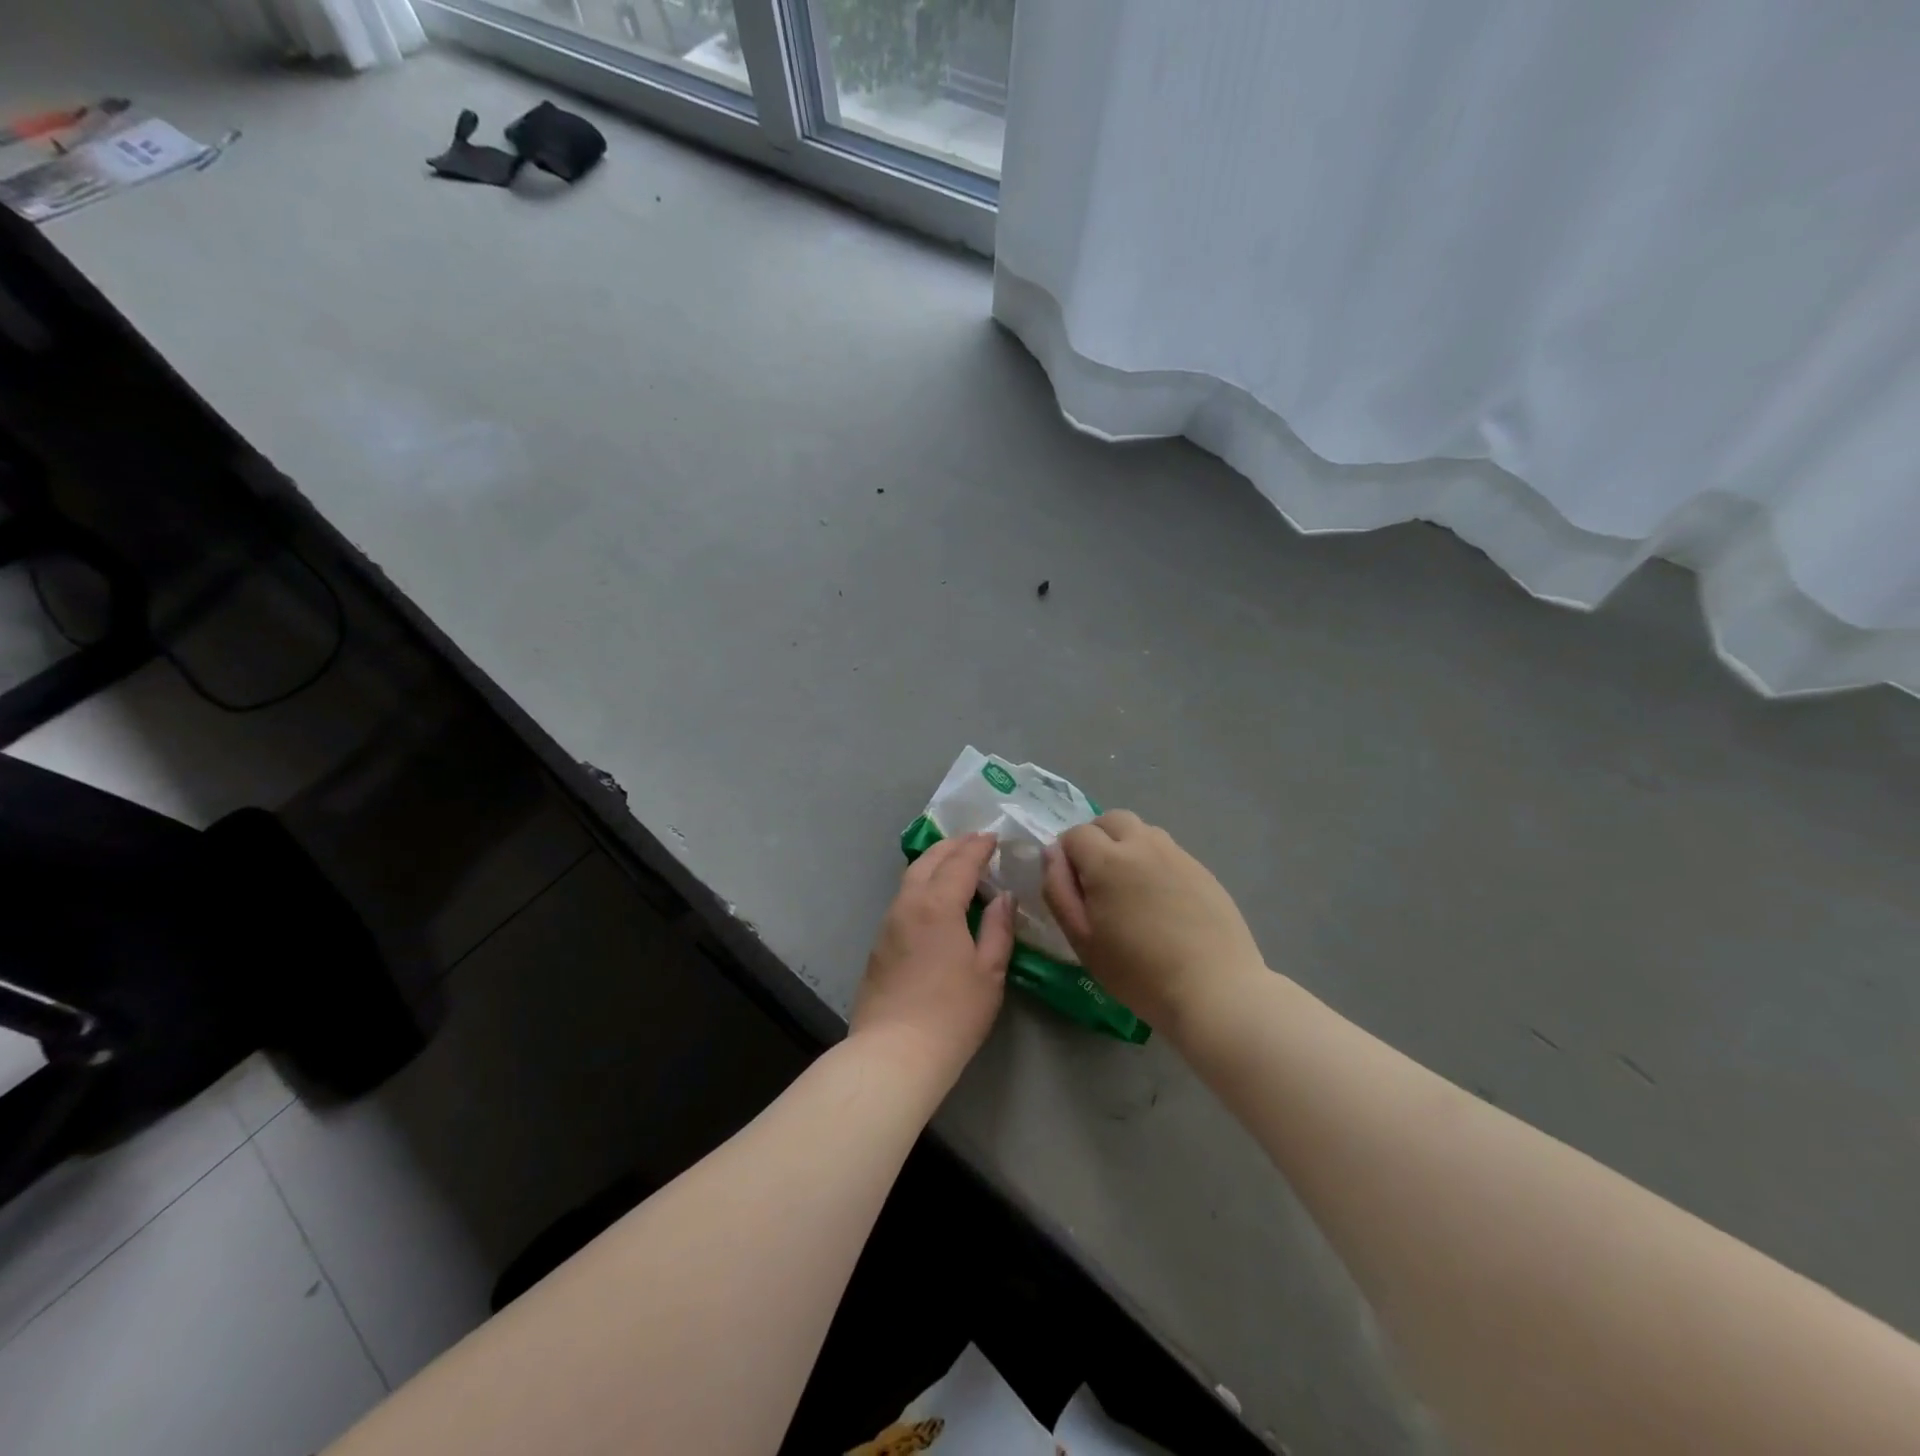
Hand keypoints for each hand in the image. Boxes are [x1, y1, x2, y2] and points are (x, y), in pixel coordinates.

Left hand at [850, 833, 1012, 1088]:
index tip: (992, 836)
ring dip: (934, 863)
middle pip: (928, 861)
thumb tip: (1003, 898)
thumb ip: (998, 929)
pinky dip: (922, 885)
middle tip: (974, 841)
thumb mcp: (989, 972)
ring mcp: (888, 924)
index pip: (960, 863)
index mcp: (937, 905)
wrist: (894, 1052)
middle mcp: (908, 904)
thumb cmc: (952, 1013)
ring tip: (955, 864)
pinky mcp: (879, 944)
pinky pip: (903, 899)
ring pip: (910, 878)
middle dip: (952, 846)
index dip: (978, 847)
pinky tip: (935, 900)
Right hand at [1044, 810, 1264, 1032]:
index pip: (1075, 834)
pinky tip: (1160, 900)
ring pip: (1142, 831)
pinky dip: (1153, 862)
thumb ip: (1058, 890)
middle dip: (1096, 839)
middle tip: (1096, 879)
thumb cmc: (1137, 971)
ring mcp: (1177, 854)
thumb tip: (1052, 854)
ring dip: (1126, 846)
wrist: (1213, 989)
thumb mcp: (1082, 939)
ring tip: (1128, 887)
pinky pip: (1168, 851)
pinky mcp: (1202, 869)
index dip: (1066, 856)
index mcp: (1107, 860)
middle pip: (1111, 820)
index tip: (1072, 887)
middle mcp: (1143, 844)